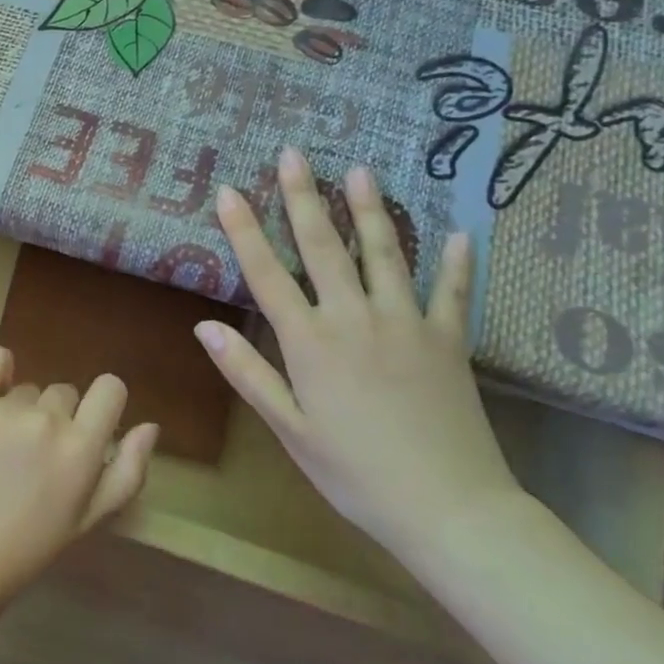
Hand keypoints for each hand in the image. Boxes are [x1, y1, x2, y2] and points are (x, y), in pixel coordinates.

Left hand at [0, 348, 157, 612]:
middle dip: (58, 418)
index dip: (104, 404)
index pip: (111, 389)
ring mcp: (1, 410)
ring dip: (21, 410)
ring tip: (1, 452)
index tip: (89, 426)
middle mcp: (45, 421)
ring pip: (26, 389)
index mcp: (81, 449)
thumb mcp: (87, 521)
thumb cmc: (25, 549)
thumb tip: (150, 426)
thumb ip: (127, 473)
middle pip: (64, 393)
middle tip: (35, 458)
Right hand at [196, 149, 522, 566]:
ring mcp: (406, 324)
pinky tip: (459, 234)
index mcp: (310, 343)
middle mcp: (354, 319)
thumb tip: (203, 326)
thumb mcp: (290, 431)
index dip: (245, 230)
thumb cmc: (356, 474)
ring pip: (384, 255)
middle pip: (323, 247)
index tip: (228, 191)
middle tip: (294, 154)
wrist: (450, 510)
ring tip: (361, 170)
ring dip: (370, 210)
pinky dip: (455, 264)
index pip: (267, 274)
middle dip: (303, 197)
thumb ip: (248, 373)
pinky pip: (452, 293)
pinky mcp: (448, 341)